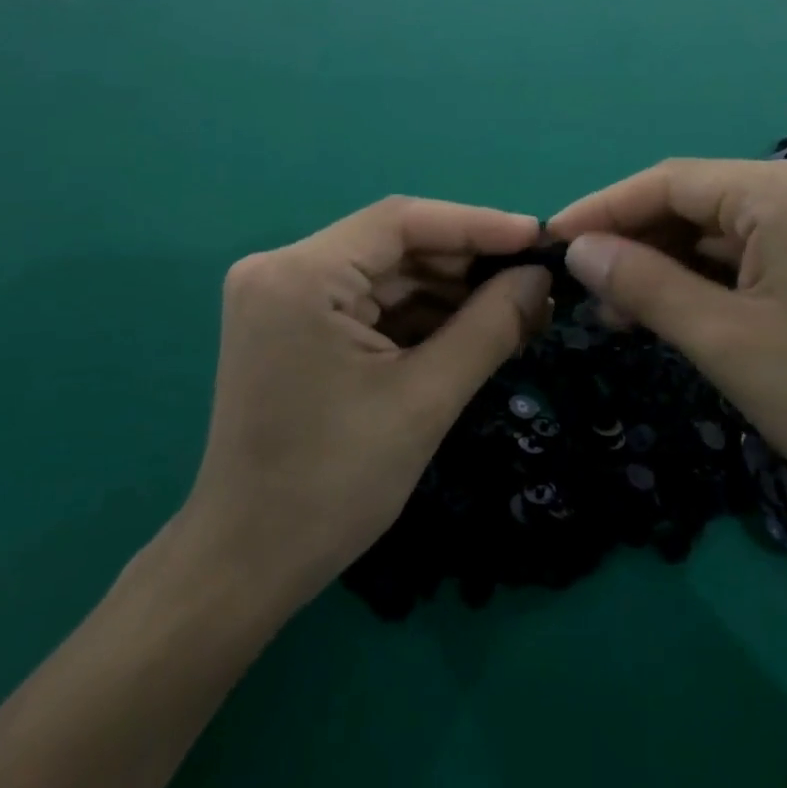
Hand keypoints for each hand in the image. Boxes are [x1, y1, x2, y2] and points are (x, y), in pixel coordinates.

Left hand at [182, 197, 550, 613]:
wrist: (245, 566)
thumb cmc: (332, 485)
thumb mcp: (425, 400)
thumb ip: (490, 326)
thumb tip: (541, 278)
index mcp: (300, 276)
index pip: (401, 221)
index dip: (477, 224)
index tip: (539, 238)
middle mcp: (283, 269)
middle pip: (395, 246)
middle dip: (468, 266)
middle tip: (537, 284)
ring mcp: (284, 297)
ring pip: (388, 275)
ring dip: (451, 294)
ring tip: (519, 312)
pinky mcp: (293, 325)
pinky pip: (370, 303)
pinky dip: (422, 317)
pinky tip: (473, 331)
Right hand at [548, 158, 786, 532]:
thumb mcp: (724, 341)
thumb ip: (643, 284)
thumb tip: (578, 248)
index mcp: (784, 191)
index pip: (669, 182)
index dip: (603, 209)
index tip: (550, 241)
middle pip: (695, 203)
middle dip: (635, 243)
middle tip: (586, 292)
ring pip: (720, 232)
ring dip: (667, 266)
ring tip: (620, 313)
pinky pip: (752, 255)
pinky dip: (707, 280)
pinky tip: (674, 311)